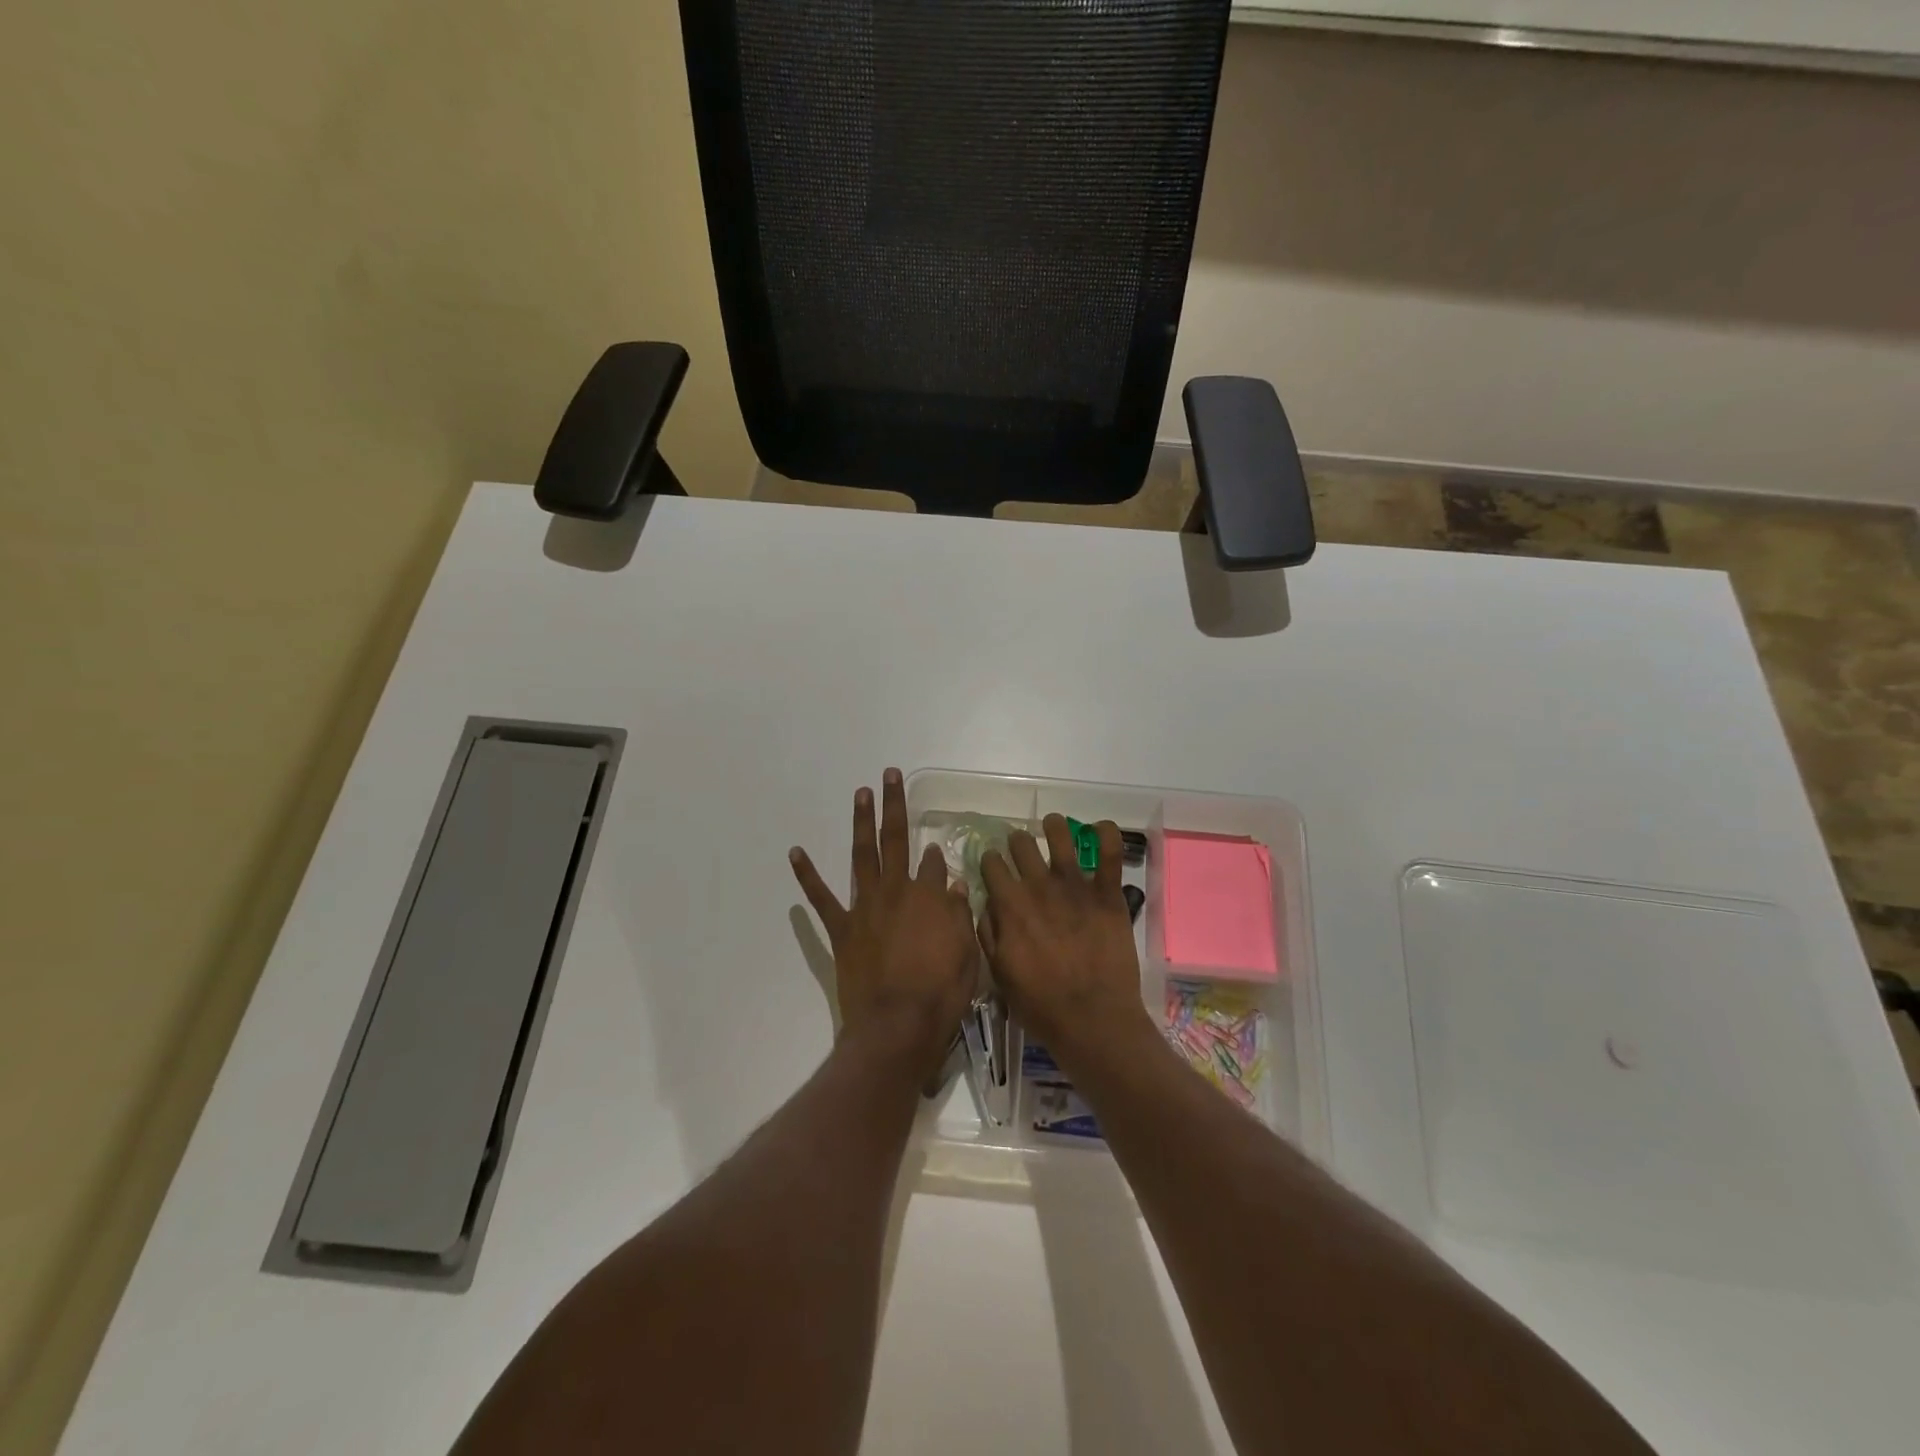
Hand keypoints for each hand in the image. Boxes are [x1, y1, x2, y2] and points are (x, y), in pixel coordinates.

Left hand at [790, 768, 978, 1080]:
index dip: (938, 856)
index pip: (935, 864)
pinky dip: (807, 875)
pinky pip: (822, 897)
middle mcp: (897, 891)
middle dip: (894, 806)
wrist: (897, 1027)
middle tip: (888, 775)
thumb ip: (960, 914)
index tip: (938, 850)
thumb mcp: (966, 953)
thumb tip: (956, 882)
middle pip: (896, 840)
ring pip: (863, 856)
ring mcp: (866, 907)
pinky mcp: (842, 928)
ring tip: (860, 794)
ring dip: (861, 823)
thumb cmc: (940, 994)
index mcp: (930, 897)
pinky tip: (795, 852)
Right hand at [980, 815, 1153, 1070]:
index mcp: (1010, 905)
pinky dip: (1106, 834)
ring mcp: (1075, 886)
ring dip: (1054, 826)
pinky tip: (1100, 828)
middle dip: (1017, 843)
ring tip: (1053, 825)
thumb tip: (985, 904)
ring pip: (1060, 837)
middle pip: (1021, 844)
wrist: (1092, 1019)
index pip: (992, 864)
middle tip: (1021, 850)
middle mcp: (1039, 886)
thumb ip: (988, 933)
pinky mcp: (1107, 894)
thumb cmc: (1040, 1004)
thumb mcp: (998, 974)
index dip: (990, 861)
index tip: (992, 865)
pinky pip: (1110, 853)